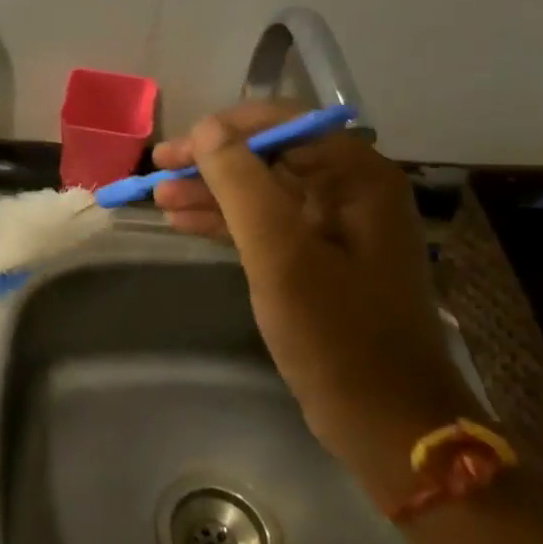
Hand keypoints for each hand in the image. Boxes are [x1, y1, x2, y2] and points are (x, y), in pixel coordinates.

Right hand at [152, 102, 480, 504]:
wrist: (385, 419)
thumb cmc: (335, 332)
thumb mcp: (280, 252)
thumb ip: (241, 183)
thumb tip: (207, 130)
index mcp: (357, 177)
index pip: (285, 124)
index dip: (225, 130)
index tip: (176, 149)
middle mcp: (351, 192)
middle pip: (270, 156)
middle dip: (212, 162)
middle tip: (157, 171)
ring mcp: (336, 229)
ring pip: (263, 192)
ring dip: (212, 192)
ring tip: (158, 197)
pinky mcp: (320, 262)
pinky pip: (266, 226)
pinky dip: (226, 222)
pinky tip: (185, 222)